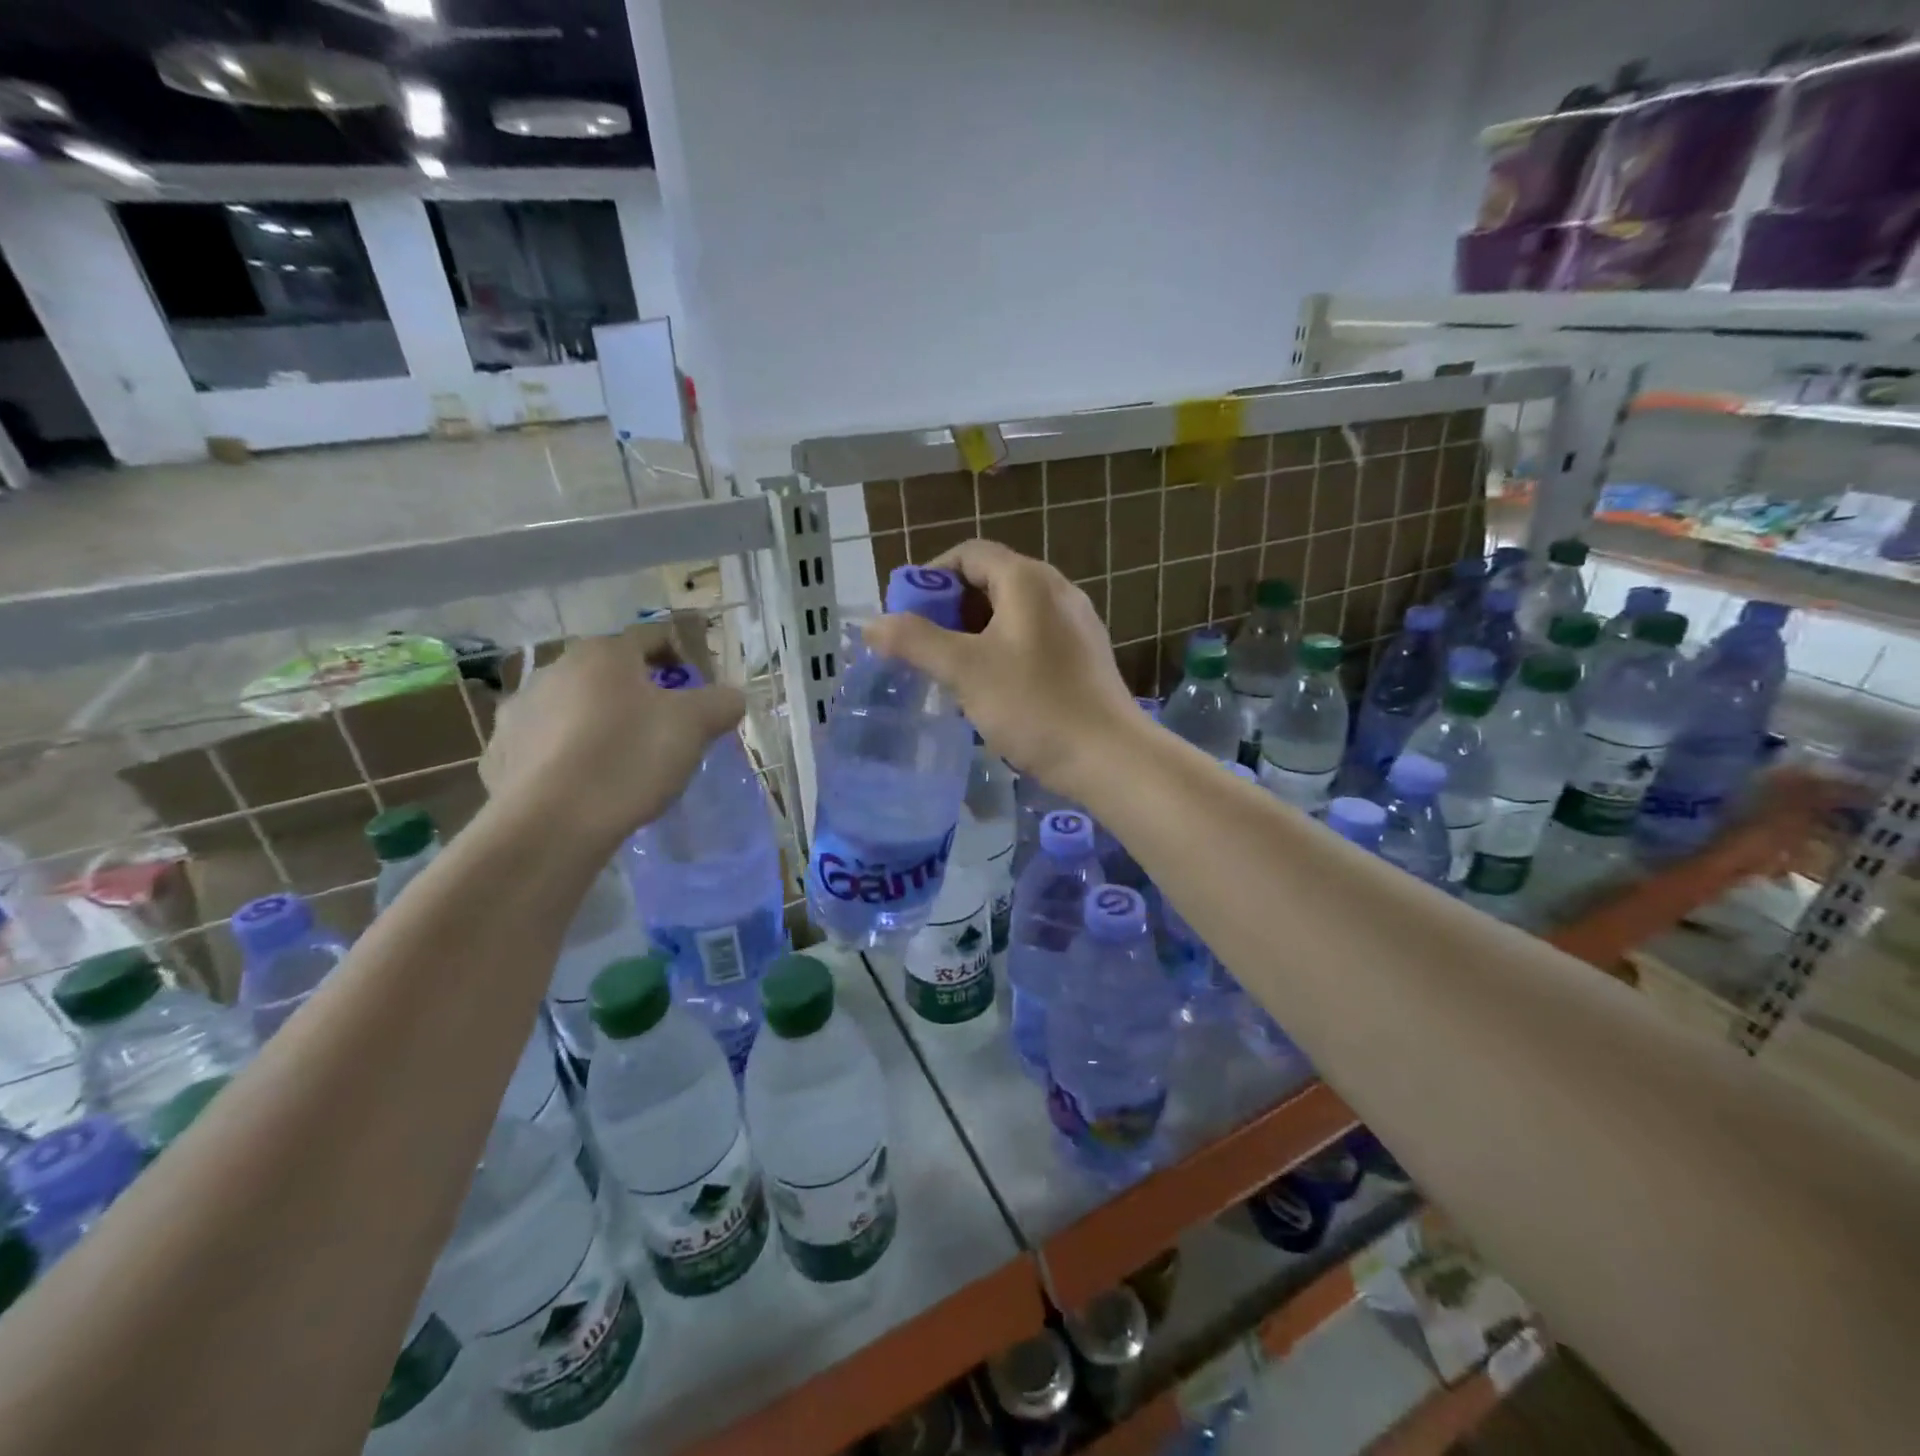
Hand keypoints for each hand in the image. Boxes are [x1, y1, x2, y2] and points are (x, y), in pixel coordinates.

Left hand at [481, 635, 744, 848]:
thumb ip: (721, 702)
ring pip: (574, 707)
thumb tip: (732, 697)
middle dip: (640, 694)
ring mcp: (519, 711)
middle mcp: (554, 669)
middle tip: (665, 730)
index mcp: (603, 654)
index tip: (698, 693)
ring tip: (622, 761)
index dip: (682, 659)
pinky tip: (584, 784)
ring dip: (600, 722)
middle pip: (610, 673)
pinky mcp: (499, 753)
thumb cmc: (628, 758)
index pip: (652, 637)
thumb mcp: (695, 726)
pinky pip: (545, 745)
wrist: (551, 824)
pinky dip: (566, 755)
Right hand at [862, 540, 1137, 792]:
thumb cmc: (1034, 705)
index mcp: (1028, 579)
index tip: (907, 614)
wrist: (1109, 756)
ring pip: (1011, 612)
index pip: (969, 554)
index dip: (931, 577)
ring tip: (950, 670)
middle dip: (950, 609)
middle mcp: (1056, 589)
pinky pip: (1031, 637)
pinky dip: (1002, 649)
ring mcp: (1075, 622)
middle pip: (990, 581)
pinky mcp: (1083, 654)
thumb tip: (872, 624)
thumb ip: (915, 642)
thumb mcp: (965, 671)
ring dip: (974, 633)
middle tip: (923, 647)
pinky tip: (990, 687)